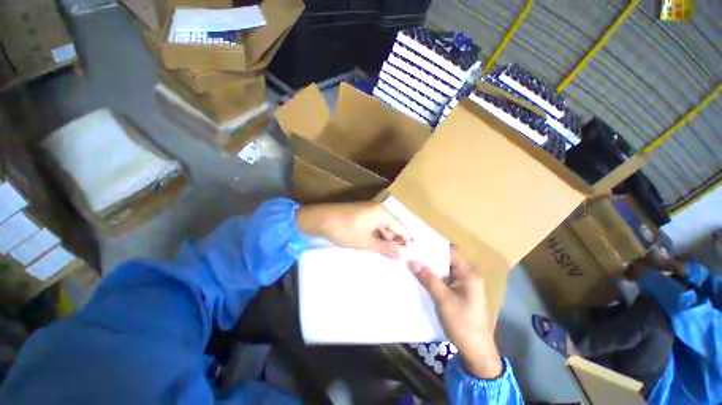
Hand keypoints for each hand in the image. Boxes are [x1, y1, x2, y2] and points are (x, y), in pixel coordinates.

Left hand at [295, 202, 410, 258]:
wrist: (321, 219)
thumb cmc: (346, 231)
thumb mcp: (366, 242)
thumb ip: (385, 248)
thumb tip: (401, 255)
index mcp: (382, 212)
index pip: (400, 226)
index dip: (406, 239)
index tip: (412, 251)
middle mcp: (378, 208)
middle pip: (392, 225)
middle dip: (396, 239)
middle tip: (401, 255)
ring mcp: (369, 210)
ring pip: (383, 225)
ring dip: (386, 237)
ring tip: (391, 252)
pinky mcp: (361, 213)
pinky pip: (374, 224)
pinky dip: (377, 234)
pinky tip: (379, 244)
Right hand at [409, 250, 502, 378]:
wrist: (476, 352)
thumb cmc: (463, 323)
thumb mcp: (443, 299)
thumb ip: (428, 278)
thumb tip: (412, 261)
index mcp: (469, 274)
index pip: (449, 253)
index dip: (433, 248)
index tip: (416, 245)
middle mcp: (467, 275)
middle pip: (445, 261)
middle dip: (428, 258)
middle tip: (410, 253)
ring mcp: (462, 285)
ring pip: (443, 271)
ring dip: (429, 268)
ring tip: (411, 262)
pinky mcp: (458, 293)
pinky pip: (443, 280)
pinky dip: (432, 278)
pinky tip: (419, 276)